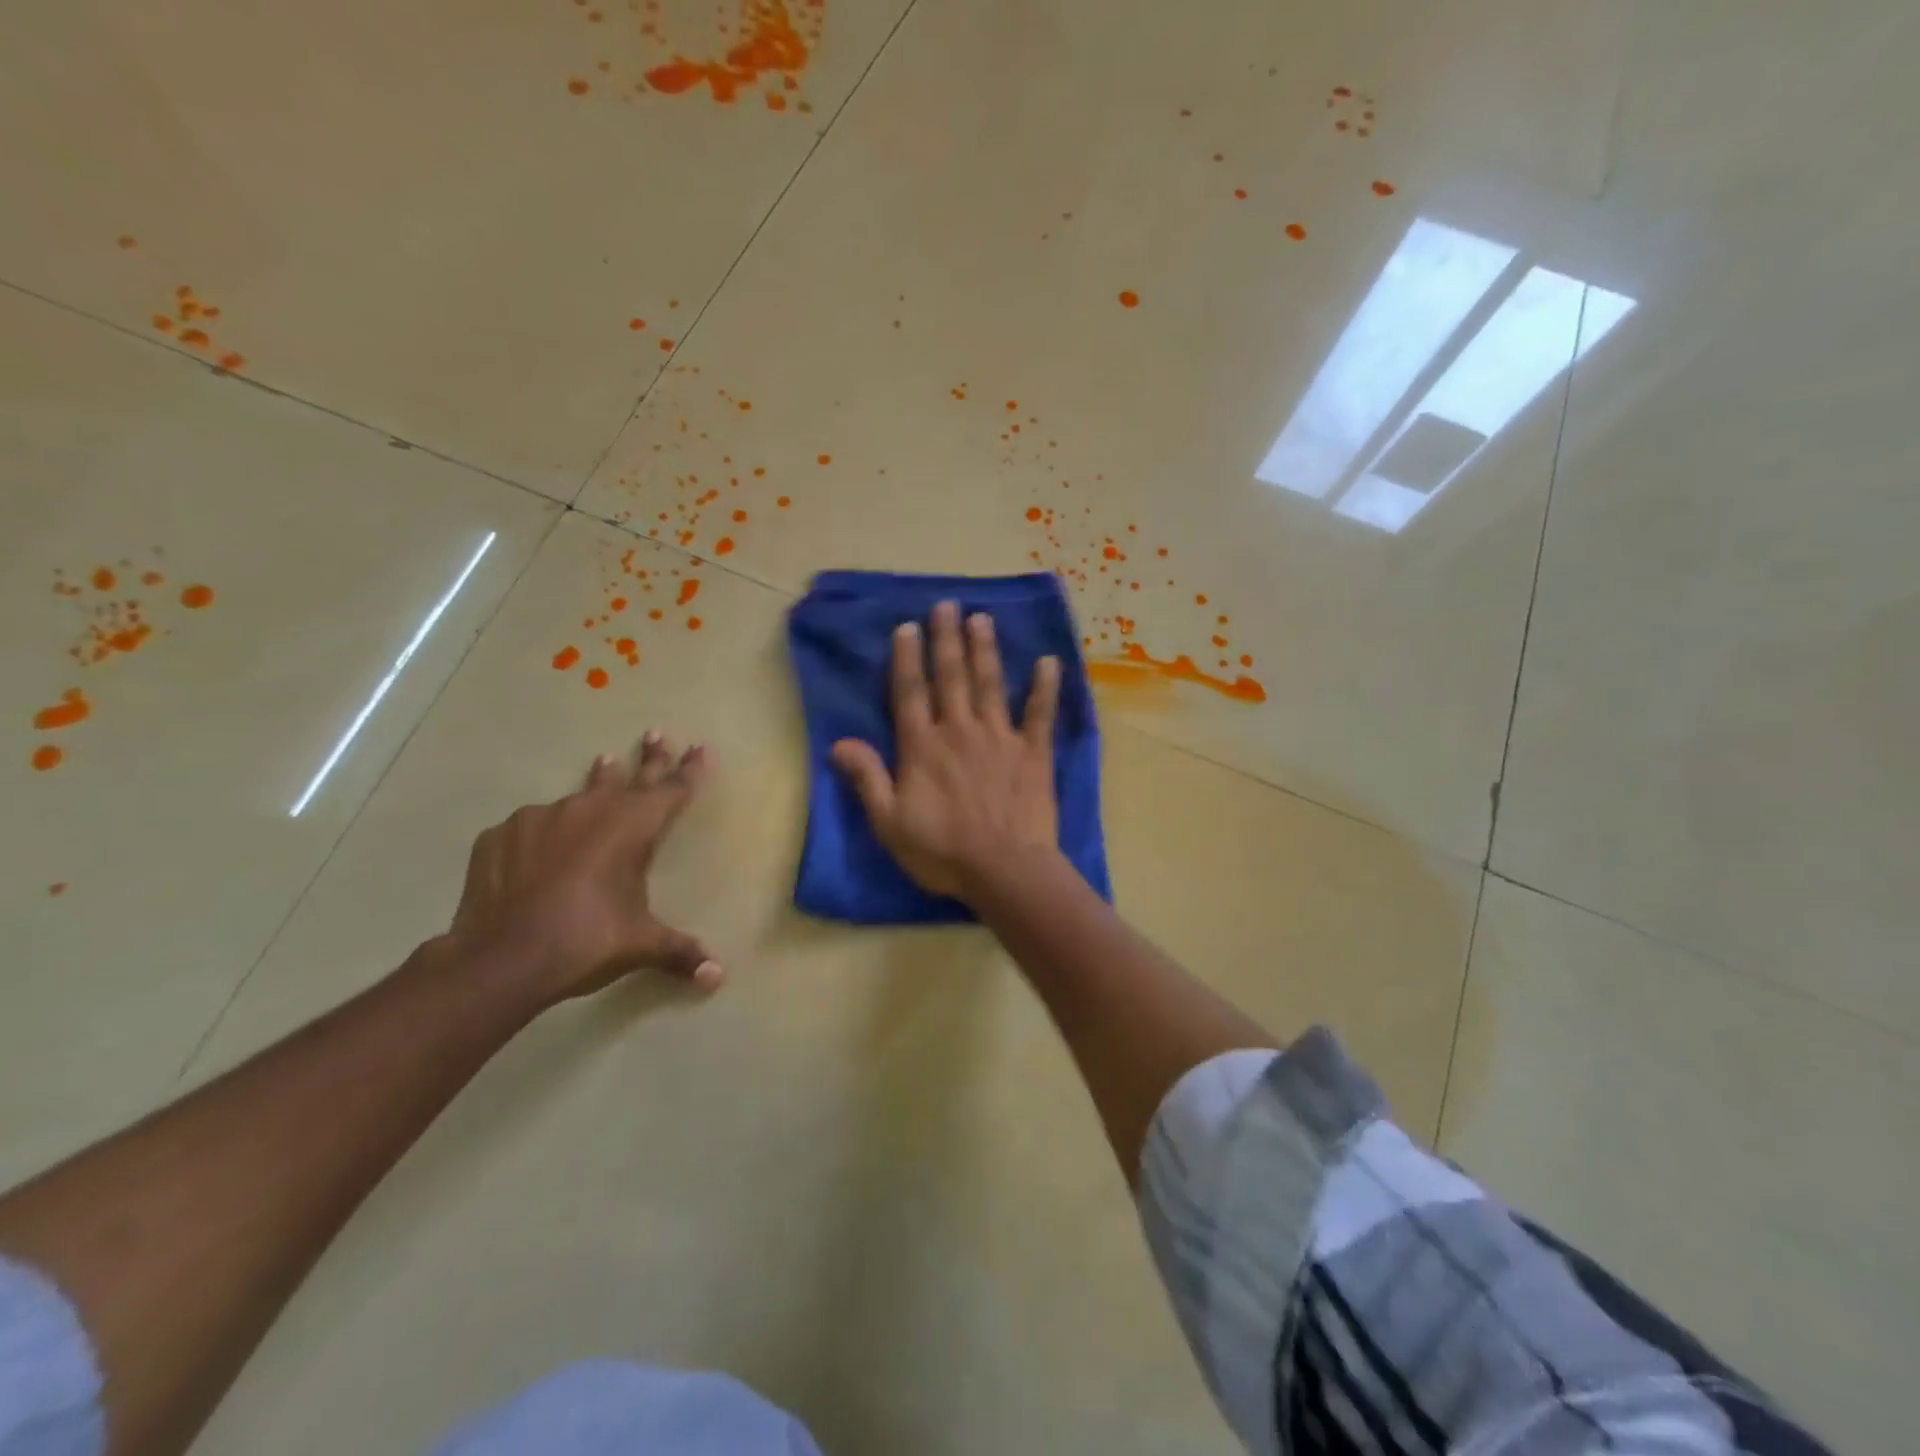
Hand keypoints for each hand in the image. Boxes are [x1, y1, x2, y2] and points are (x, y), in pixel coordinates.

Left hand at [441, 732, 721, 1008]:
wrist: (501, 958)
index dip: (690, 770)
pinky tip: (538, 849)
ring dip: (597, 784)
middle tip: (655, 733)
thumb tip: (718, 977)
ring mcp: (543, 817)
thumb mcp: (640, 946)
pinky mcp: (502, 834)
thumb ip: (680, 953)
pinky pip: (532, 826)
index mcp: (634, 827)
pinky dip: (544, 832)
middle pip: (630, 776)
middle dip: (649, 757)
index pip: (672, 790)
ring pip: (579, 795)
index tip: (700, 748)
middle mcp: (592, 810)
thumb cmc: (587, 941)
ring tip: (604, 764)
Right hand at [831, 599, 1062, 901]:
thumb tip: (838, 743)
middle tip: (948, 605)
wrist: (1004, 870)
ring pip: (990, 685)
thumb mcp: (889, 822)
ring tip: (982, 619)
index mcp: (922, 746)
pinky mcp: (1033, 753)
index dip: (907, 658)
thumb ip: (867, 779)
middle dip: (947, 639)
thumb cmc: (941, 851)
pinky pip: (1040, 714)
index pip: (910, 692)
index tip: (908, 626)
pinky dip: (1045, 688)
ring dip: (985, 650)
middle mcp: (959, 730)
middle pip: (951, 677)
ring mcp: (1000, 738)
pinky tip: (1049, 662)